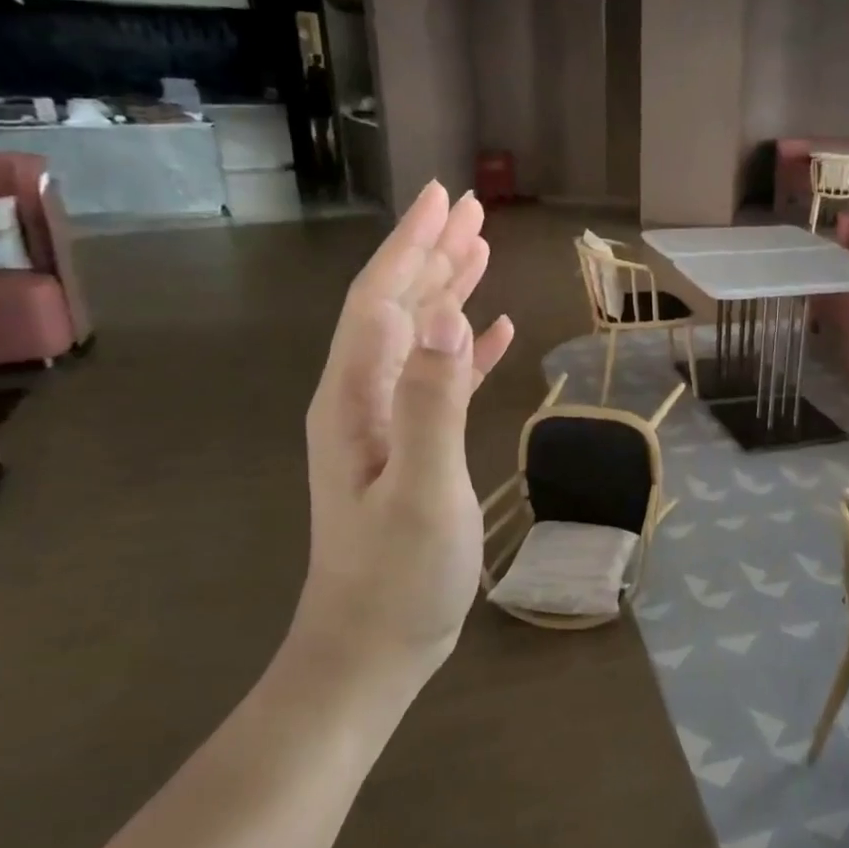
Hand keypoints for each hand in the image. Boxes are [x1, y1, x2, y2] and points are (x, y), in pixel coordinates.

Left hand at [297, 184, 515, 674]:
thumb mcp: (421, 488)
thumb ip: (433, 402)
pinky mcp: (411, 446)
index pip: (383, 299)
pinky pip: (439, 378)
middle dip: (432, 253)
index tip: (445, 198)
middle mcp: (364, 397)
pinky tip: (491, 332)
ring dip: (448, 291)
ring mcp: (386, 422)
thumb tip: (450, 316)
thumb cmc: (398, 576)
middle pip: (398, 306)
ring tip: (481, 251)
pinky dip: (465, 348)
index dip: (413, 246)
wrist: (372, 649)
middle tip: (471, 209)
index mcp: (357, 397)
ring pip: (419, 336)